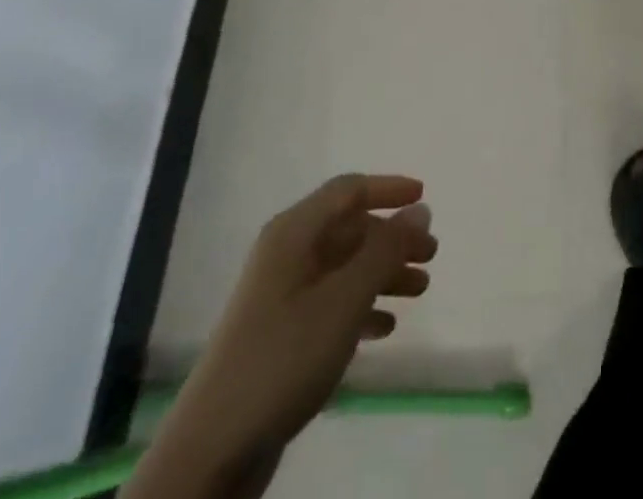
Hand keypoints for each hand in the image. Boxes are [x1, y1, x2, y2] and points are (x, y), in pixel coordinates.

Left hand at [158, 175, 436, 472]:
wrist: (210, 453)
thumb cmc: (283, 358)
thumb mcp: (345, 299)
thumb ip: (386, 250)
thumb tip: (420, 209)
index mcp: (294, 233)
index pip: (348, 190)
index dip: (388, 188)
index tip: (425, 197)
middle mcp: (287, 255)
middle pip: (350, 230)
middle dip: (393, 239)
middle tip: (431, 257)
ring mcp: (281, 297)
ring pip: (345, 268)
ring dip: (383, 275)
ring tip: (420, 292)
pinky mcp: (280, 337)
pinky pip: (332, 304)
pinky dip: (362, 308)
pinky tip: (385, 329)